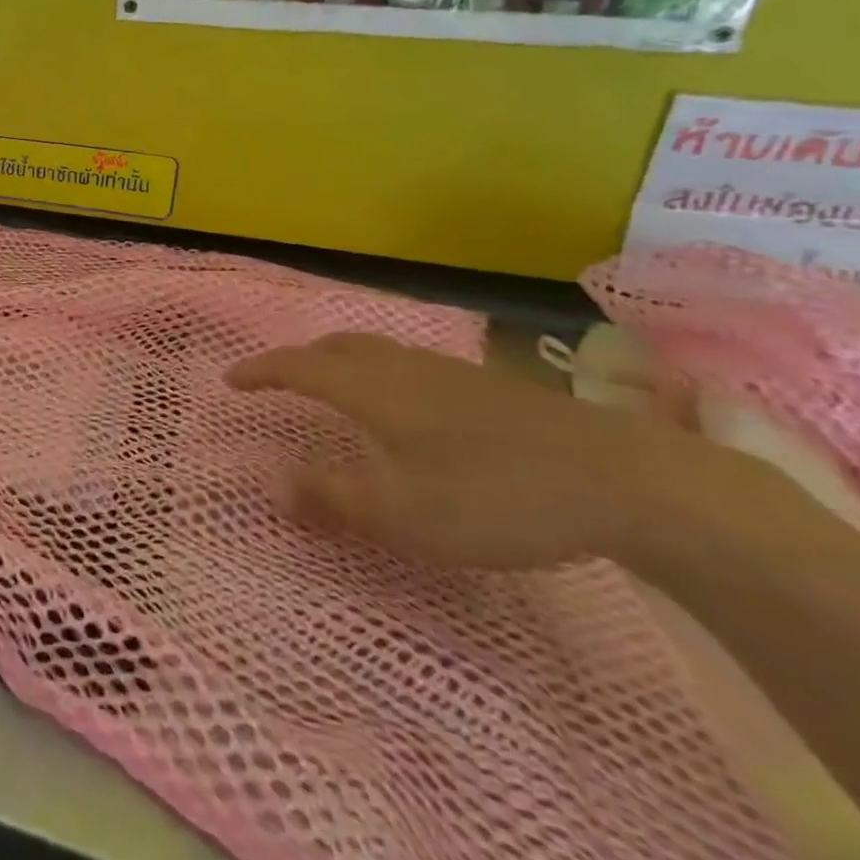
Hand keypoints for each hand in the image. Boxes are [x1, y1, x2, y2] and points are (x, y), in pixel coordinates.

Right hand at [227, 333, 689, 569]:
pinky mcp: (489, 387)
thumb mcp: (402, 513)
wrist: (629, 481)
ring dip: (339, 362)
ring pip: (376, 352)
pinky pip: (409, 365)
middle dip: (298, 359)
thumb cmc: (496, 496)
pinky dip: (380, 373)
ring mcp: (450, 372)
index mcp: (372, 389)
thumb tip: (273, 487)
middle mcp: (403, 368)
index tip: (230, 379)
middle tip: (277, 380)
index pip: (298, 367)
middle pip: (336, 347)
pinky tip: (405, 407)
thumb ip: (332, 498)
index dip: (260, 371)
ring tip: (332, 388)